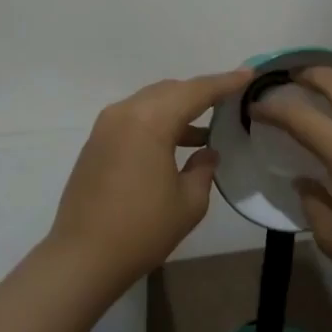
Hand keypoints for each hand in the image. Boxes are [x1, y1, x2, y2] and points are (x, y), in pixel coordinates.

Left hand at [48, 68, 254, 286]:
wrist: (82, 257)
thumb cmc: (142, 230)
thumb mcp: (188, 202)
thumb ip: (203, 168)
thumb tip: (206, 151)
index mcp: (150, 121)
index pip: (196, 91)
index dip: (225, 82)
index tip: (249, 73)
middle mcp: (125, 113)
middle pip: (171, 90)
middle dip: (200, 93)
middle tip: (229, 101)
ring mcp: (106, 126)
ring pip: (151, 102)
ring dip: (178, 109)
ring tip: (206, 128)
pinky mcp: (97, 142)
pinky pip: (135, 118)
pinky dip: (158, 122)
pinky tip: (176, 143)